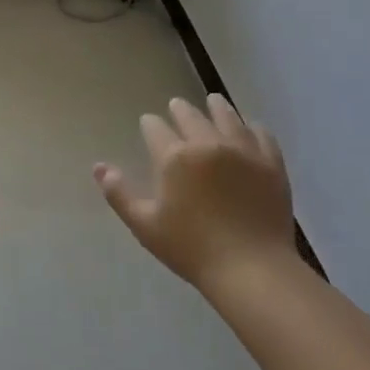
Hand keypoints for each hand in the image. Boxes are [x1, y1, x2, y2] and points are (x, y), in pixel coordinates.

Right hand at [95, 95, 292, 292]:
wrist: (251, 268)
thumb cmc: (191, 249)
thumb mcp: (145, 225)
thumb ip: (119, 194)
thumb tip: (98, 167)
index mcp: (174, 157)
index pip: (156, 129)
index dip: (150, 124)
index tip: (148, 123)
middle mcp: (208, 144)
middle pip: (190, 116)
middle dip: (179, 109)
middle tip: (176, 106)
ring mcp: (243, 151)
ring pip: (227, 117)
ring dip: (216, 107)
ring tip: (213, 101)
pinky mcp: (271, 163)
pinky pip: (261, 134)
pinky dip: (252, 126)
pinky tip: (250, 126)